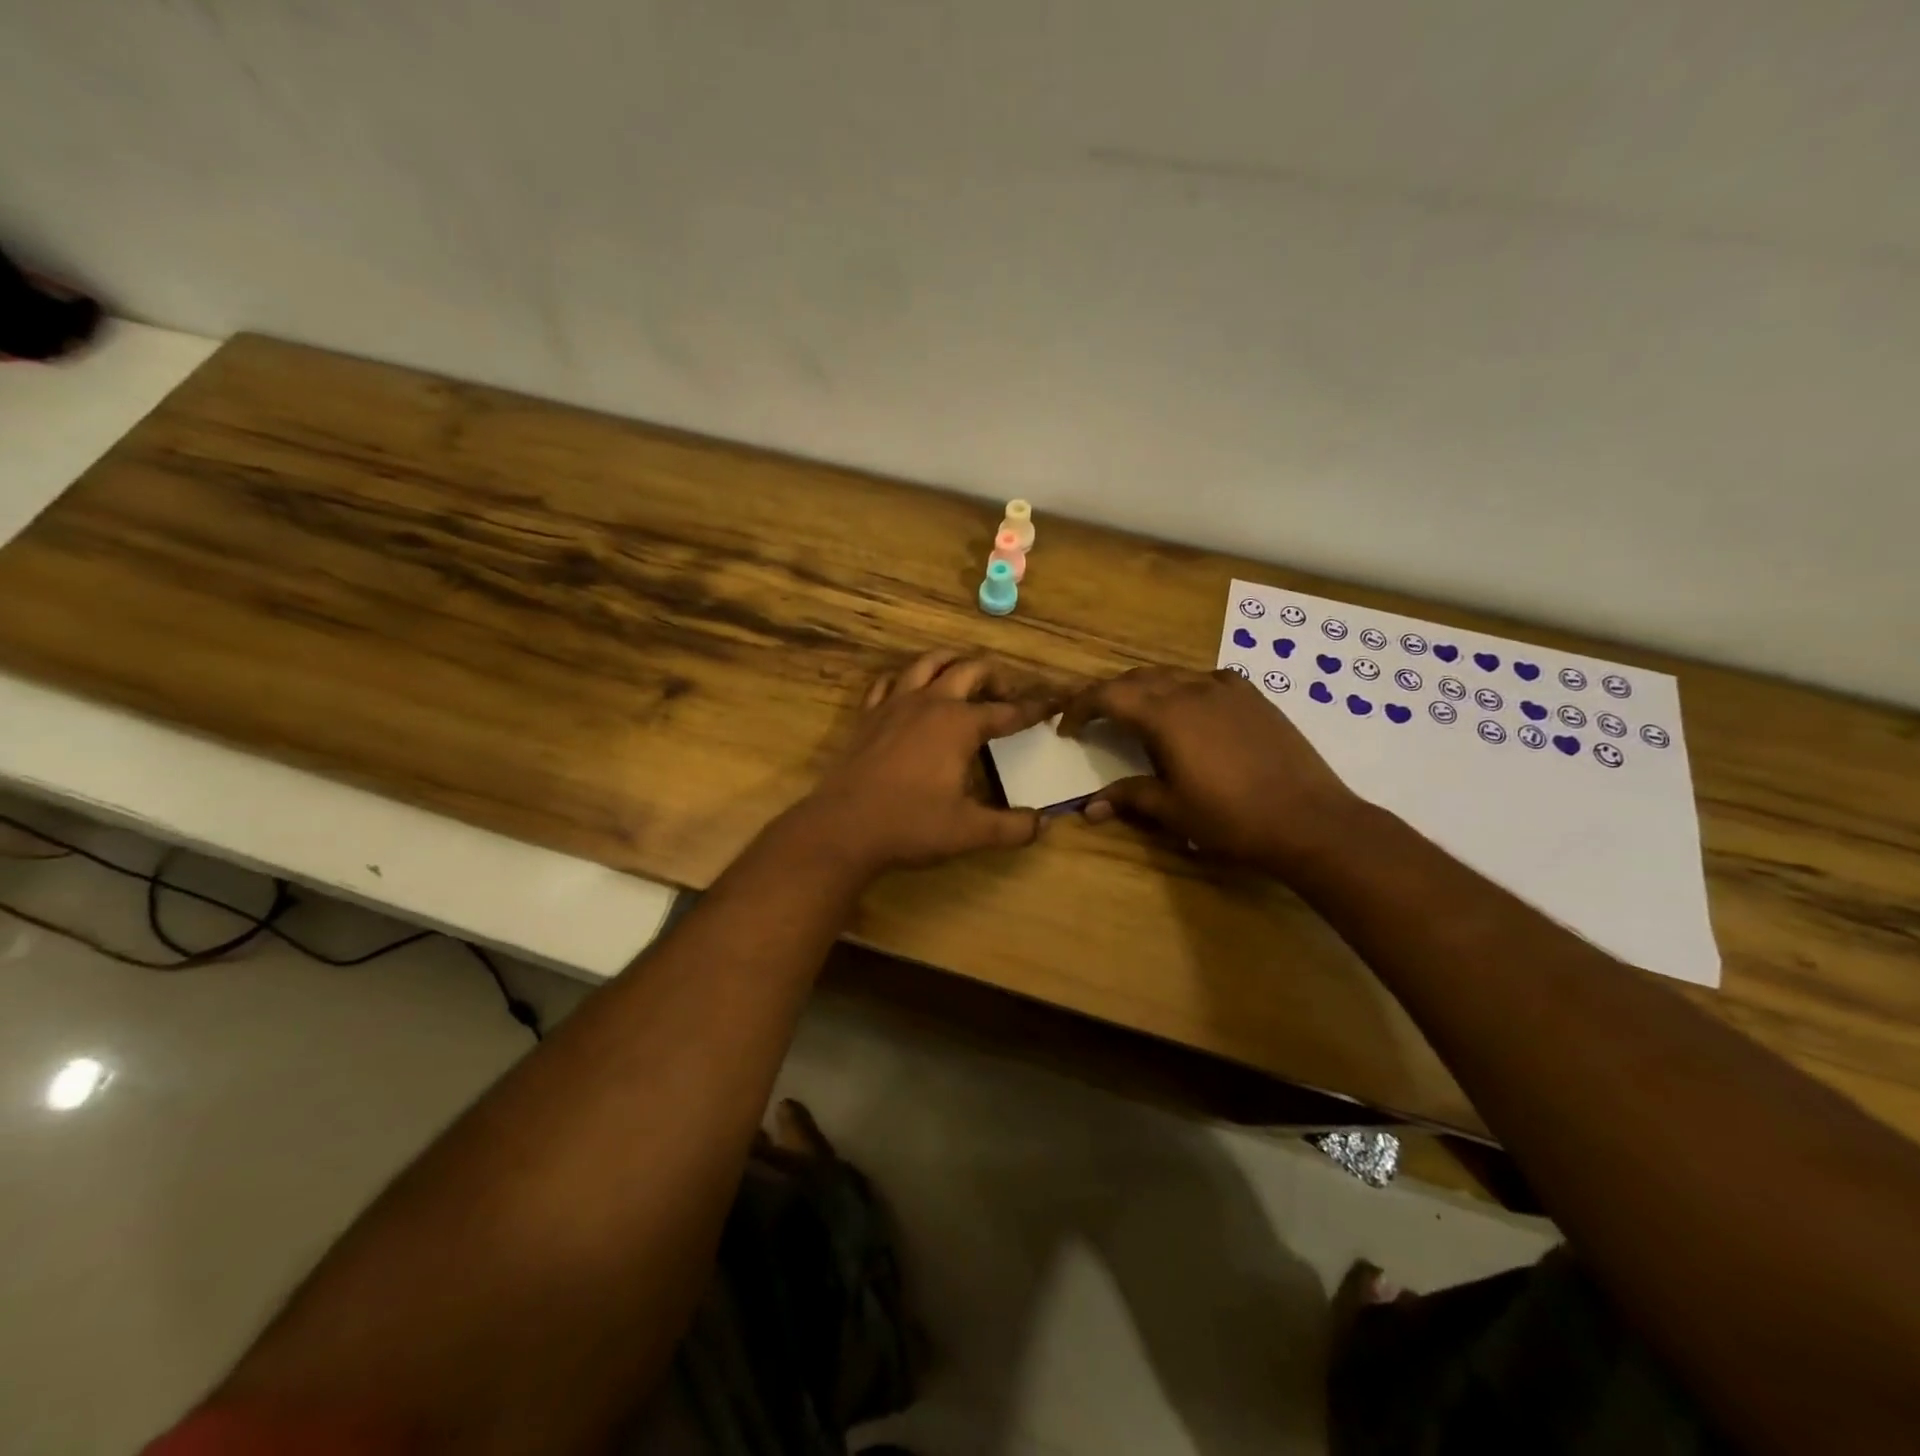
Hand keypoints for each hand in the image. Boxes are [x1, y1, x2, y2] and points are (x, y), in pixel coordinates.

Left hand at [797, 651, 1057, 874]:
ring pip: (928, 663)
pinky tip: (911, 692)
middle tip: (1007, 696)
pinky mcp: (868, 716)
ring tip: (963, 677)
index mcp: (960, 724)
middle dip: (995, 677)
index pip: (1007, 711)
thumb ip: (1012, 827)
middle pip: (970, 670)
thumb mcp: (970, 832)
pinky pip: (889, 682)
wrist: (843, 828)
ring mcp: (895, 704)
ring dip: (952, 663)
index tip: (1052, 703)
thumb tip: (1044, 824)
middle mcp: (930, 703)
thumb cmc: (911, 825)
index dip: (1033, 709)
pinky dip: (907, 679)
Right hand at [1057, 666, 1360, 868]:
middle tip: (1094, 718)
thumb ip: (1129, 797)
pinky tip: (1191, 710)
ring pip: (1172, 674)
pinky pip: (1207, 679)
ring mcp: (1227, 689)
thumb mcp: (1173, 810)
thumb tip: (1089, 807)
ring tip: (1136, 713)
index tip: (1066, 727)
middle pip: (1136, 678)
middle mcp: (1192, 690)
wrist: (1309, 820)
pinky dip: (1184, 688)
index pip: (1108, 696)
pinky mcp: (1253, 696)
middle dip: (1108, 694)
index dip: (1080, 708)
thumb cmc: (1232, 819)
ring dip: (1144, 688)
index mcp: (1166, 715)